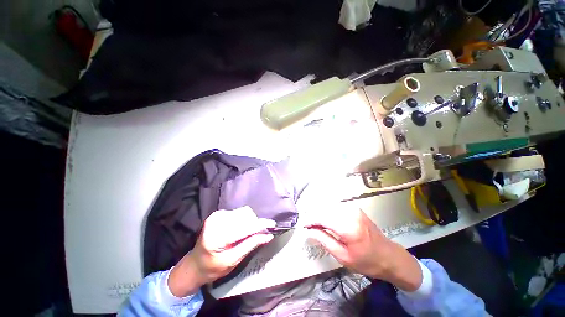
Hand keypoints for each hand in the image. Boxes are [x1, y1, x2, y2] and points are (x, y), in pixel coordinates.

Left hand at [168, 206, 274, 296]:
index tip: (272, 225)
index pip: (244, 227)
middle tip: (260, 234)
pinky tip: (241, 230)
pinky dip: (244, 220)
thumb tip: (267, 235)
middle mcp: (216, 222)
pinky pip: (238, 213)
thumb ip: (250, 245)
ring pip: (243, 212)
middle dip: (255, 224)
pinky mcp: (218, 214)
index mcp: (217, 237)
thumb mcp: (233, 261)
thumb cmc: (213, 268)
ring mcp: (216, 216)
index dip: (260, 225)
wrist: (195, 264)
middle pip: (245, 216)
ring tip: (249, 233)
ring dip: (250, 221)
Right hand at [305, 206, 422, 291]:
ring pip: (329, 207)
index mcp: (348, 227)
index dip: (310, 220)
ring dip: (320, 214)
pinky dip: (328, 212)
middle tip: (308, 226)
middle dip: (314, 216)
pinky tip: (326, 220)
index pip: (322, 217)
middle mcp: (350, 213)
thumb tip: (309, 231)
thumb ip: (324, 240)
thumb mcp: (343, 257)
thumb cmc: (367, 261)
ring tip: (315, 224)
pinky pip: (336, 207)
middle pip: (324, 209)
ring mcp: (353, 208)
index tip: (303, 226)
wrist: (390, 256)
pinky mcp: (355, 208)